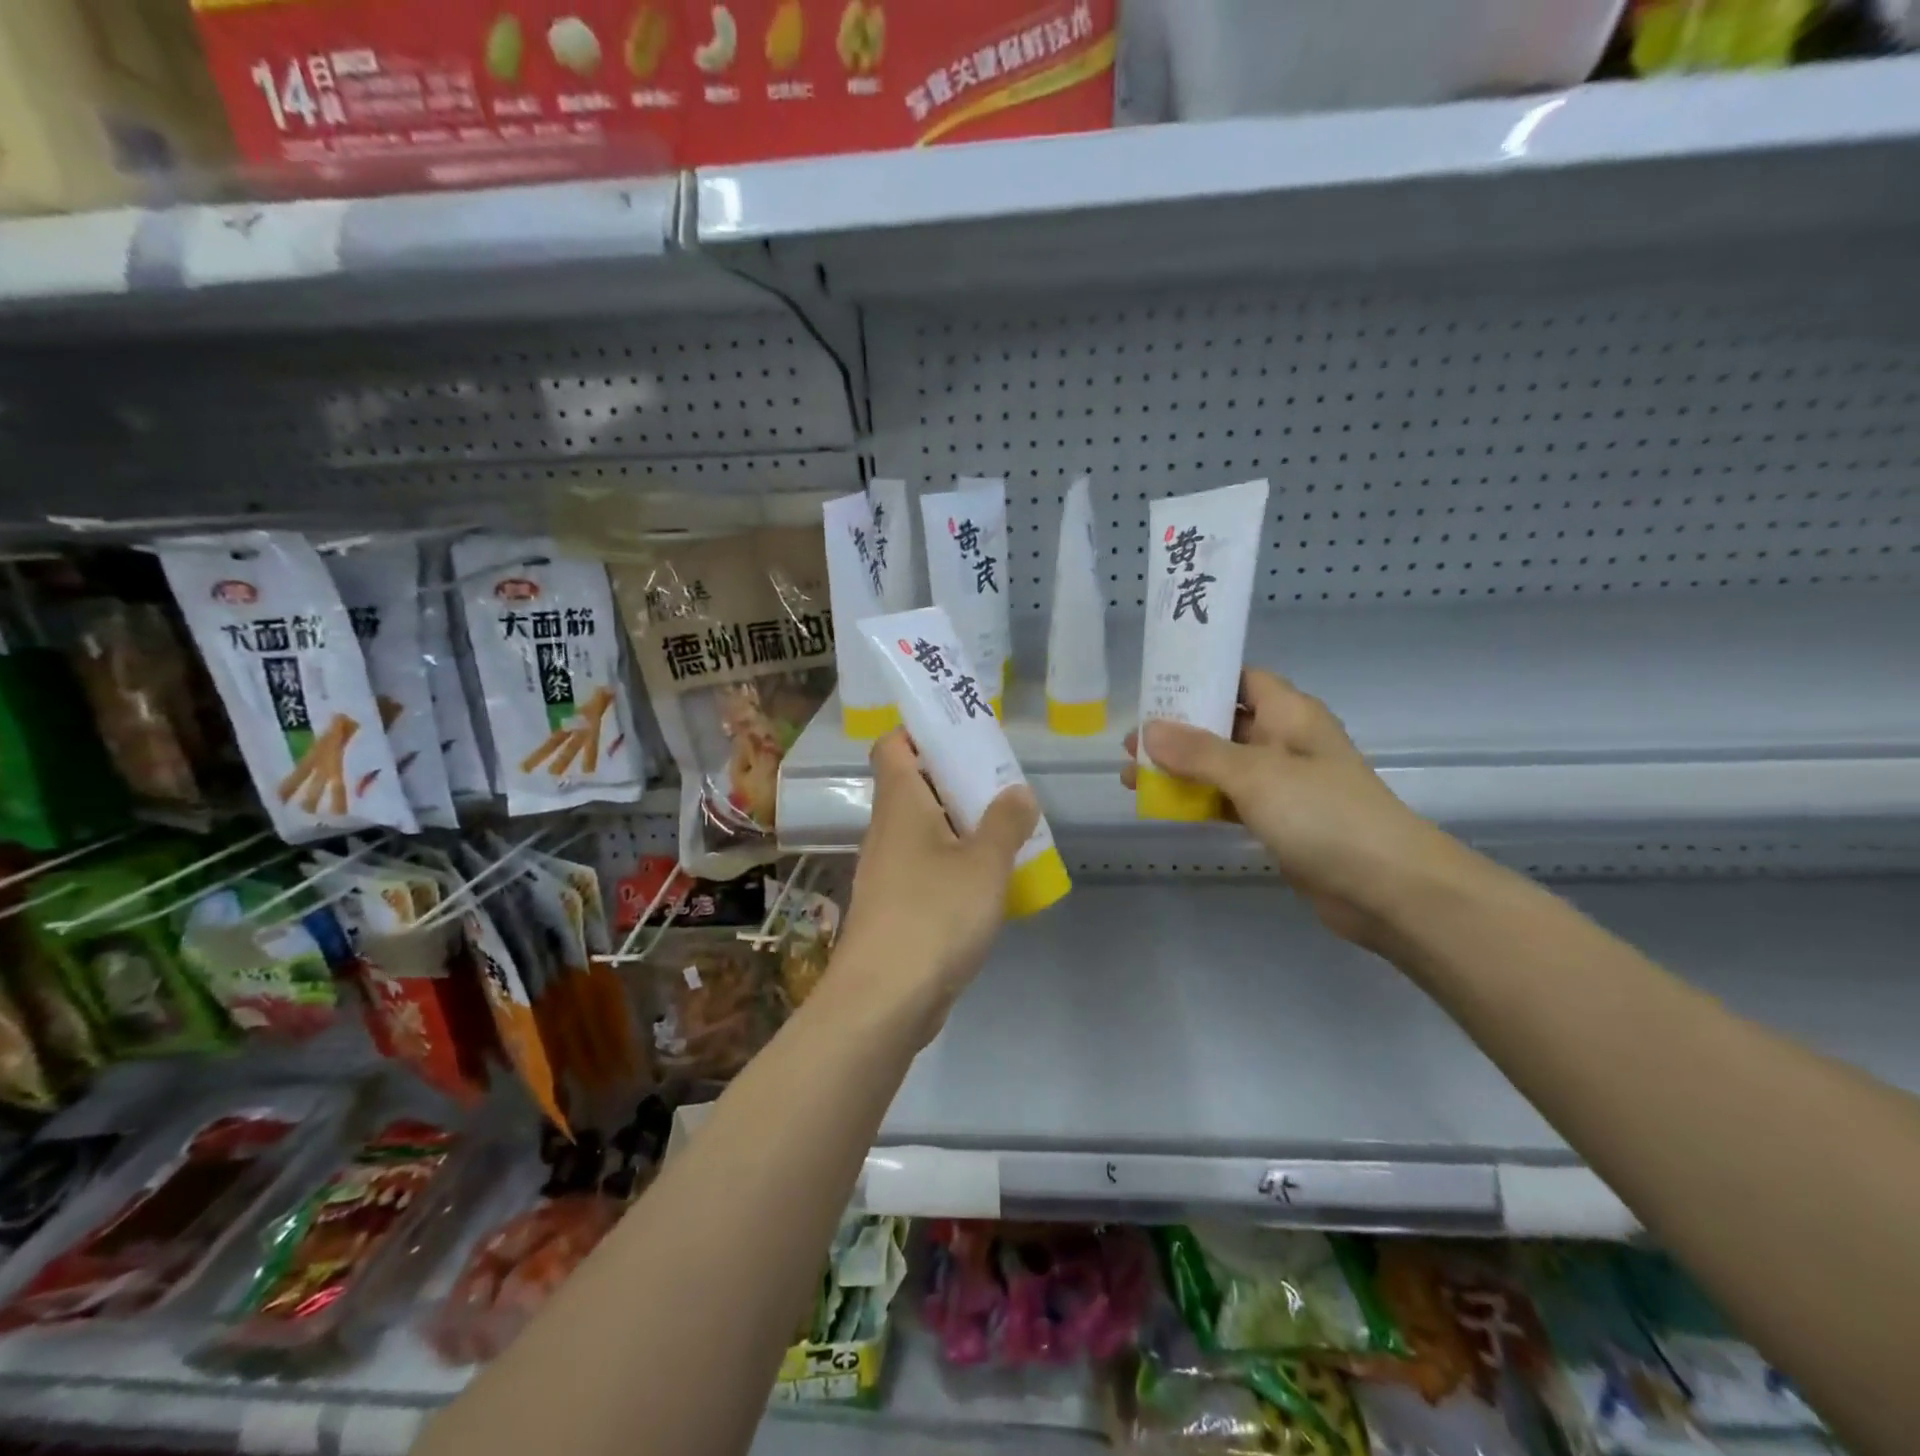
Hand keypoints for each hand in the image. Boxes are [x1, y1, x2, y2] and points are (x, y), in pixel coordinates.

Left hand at [834, 730, 1039, 1035]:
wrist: (884, 999)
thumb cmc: (934, 914)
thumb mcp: (984, 863)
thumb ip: (1005, 823)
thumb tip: (1017, 791)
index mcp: (900, 804)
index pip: (893, 746)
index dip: (922, 733)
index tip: (963, 735)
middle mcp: (887, 831)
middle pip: (915, 787)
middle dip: (957, 780)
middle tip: (1002, 785)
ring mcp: (887, 871)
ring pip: (924, 831)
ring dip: (961, 826)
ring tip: (1007, 831)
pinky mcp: (895, 908)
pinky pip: (927, 868)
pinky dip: (954, 864)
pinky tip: (988, 883)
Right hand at [1123, 669, 1448, 944]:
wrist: (1386, 888)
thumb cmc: (1323, 813)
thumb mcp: (1255, 774)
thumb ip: (1198, 752)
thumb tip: (1148, 730)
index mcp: (1289, 714)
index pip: (1240, 679)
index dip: (1200, 678)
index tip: (1154, 686)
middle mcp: (1285, 741)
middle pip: (1223, 723)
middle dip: (1177, 730)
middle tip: (1131, 741)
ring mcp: (1282, 784)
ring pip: (1220, 765)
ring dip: (1180, 769)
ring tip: (1133, 775)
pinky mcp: (1278, 821)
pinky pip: (1229, 800)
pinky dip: (1198, 800)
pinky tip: (1163, 805)